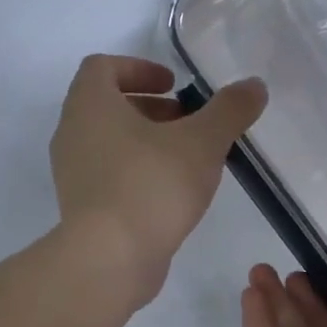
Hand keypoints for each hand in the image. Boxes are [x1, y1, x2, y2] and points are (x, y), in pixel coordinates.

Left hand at [50, 55, 265, 309]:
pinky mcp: (82, 207)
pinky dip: (137, 171)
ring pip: (109, 143)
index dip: (139, 68)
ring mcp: (72, 173)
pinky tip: (172, 193)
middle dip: (150, 108)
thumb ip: (229, 110)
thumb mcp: (201, 142)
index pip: (102, 67)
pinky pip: (108, 175)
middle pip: (106, 105)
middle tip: (188, 121)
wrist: (110, 259)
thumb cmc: (151, 186)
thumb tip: (254, 86)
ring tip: (188, 159)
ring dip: (145, 141)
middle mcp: (72, 133)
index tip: (174, 85)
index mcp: (89, 105)